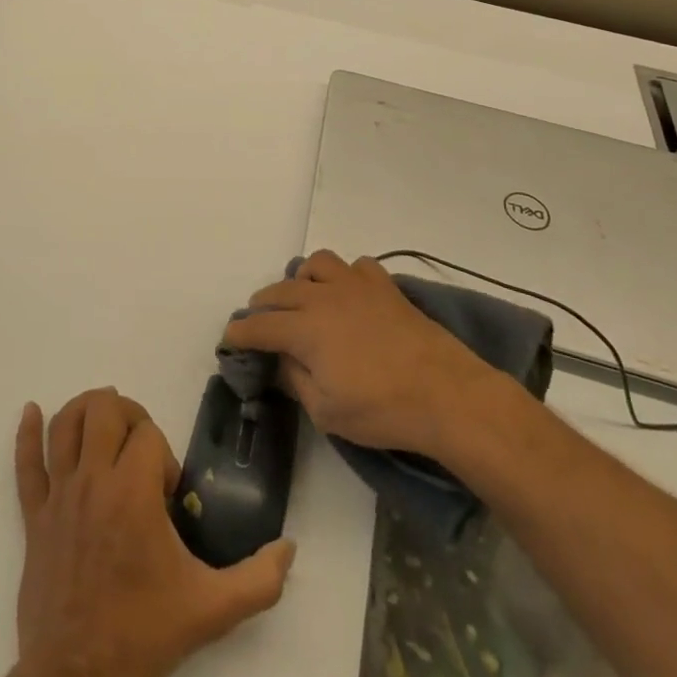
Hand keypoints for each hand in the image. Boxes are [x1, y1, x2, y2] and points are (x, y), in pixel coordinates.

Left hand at [11, 389, 296, 676]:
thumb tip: (289, 548)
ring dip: (84, 410)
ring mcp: (59, 496)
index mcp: (132, 492)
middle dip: (127, 414)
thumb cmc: (144, 632)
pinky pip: (25, 463)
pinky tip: (30, 412)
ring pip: (64, 425)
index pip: (147, 434)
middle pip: (104, 410)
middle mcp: (93, 481)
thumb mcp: (213, 609)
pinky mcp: (34, 516)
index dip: (162, 453)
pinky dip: (26, 433)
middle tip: (139, 446)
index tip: (166, 494)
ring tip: (103, 419)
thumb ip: (259, 579)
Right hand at [221, 251, 496, 461]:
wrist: (446, 393)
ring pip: (315, 265)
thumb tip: (279, 361)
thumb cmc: (382, 409)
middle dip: (262, 307)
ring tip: (304, 300)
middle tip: (261, 326)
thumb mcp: (326, 412)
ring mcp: (355, 285)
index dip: (239, 333)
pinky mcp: (384, 286)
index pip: (259, 326)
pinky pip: (355, 266)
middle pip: (279, 291)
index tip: (229, 341)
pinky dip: (345, 276)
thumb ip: (295, 380)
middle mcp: (322, 297)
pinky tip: (349, 295)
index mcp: (304, 328)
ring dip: (301, 280)